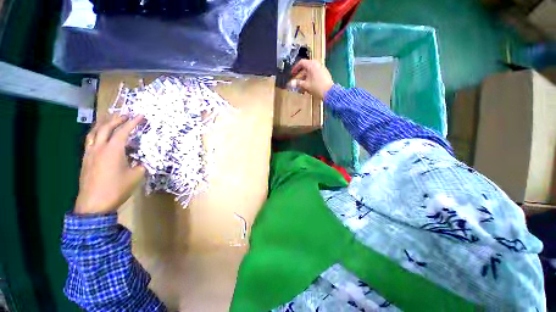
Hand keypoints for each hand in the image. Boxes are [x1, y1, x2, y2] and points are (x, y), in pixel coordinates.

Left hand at [74, 114, 145, 214]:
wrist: (94, 204)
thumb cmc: (117, 188)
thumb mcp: (136, 176)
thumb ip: (141, 164)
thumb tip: (142, 160)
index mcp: (113, 150)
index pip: (124, 131)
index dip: (133, 122)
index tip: (141, 115)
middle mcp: (99, 147)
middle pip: (105, 127)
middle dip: (116, 119)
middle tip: (125, 115)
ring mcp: (90, 153)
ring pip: (93, 132)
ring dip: (103, 124)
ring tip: (109, 120)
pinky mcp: (85, 159)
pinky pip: (89, 140)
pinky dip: (96, 133)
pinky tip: (99, 136)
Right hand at [289, 59, 333, 99]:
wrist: (329, 92)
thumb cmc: (317, 87)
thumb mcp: (305, 85)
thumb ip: (297, 83)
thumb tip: (290, 83)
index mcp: (311, 64)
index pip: (301, 62)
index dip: (295, 68)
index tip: (292, 73)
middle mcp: (317, 64)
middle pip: (306, 68)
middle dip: (300, 76)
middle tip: (297, 82)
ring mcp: (321, 69)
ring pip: (310, 73)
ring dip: (305, 79)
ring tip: (302, 88)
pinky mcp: (324, 74)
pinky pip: (315, 75)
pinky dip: (310, 80)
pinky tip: (309, 88)